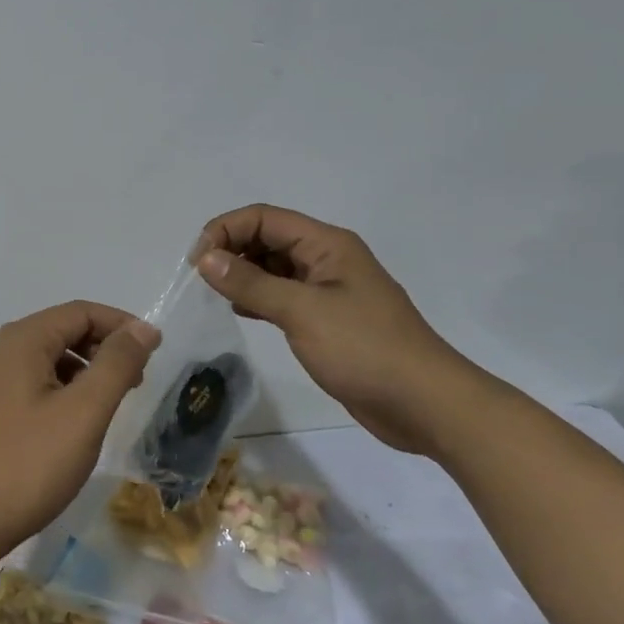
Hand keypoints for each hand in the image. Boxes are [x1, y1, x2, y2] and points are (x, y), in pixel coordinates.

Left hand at [0, 302, 160, 568]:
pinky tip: (74, 423)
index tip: (154, 351)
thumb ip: (116, 365)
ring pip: (47, 358)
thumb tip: (143, 327)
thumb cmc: (26, 465)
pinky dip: (61, 389)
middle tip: (136, 382)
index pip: (80, 311)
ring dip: (83, 370)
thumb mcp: (83, 413)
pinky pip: (31, 381)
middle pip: (62, 330)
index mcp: (21, 339)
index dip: (121, 325)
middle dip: (103, 348)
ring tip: (110, 404)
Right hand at [194, 204, 484, 454]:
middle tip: (201, 280)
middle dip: (232, 250)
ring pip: (274, 267)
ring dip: (242, 274)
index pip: (264, 218)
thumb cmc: (365, 349)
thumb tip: (206, 258)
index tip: (197, 262)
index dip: (226, 230)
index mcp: (326, 244)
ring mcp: (328, 290)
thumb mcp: (302, 311)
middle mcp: (326, 259)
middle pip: (268, 237)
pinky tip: (239, 311)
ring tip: (213, 294)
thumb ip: (251, 283)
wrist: (426, 405)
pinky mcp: (327, 319)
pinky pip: (283, 295)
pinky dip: (258, 297)